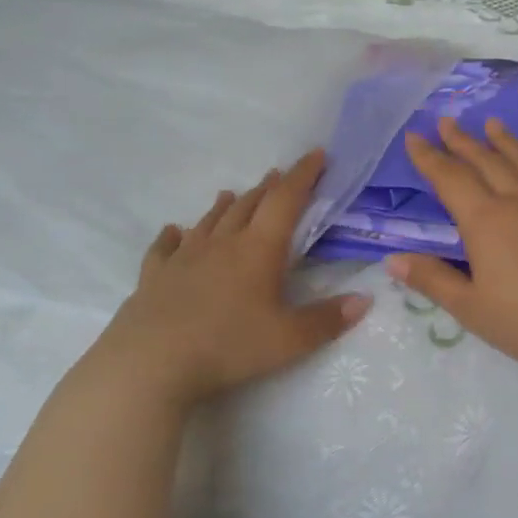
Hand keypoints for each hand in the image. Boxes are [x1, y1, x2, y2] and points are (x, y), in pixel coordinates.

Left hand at [80, 150, 370, 408]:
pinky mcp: (155, 276)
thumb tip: (365, 300)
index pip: (285, 201)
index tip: (317, 155)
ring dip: (226, 205)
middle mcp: (221, 244)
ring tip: (233, 194)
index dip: (303, 175)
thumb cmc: (228, 346)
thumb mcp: (289, 340)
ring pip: (209, 221)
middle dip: (268, 188)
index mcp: (258, 250)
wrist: (151, 363)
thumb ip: (327, 320)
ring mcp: (184, 257)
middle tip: (280, 175)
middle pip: (248, 205)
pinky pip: (165, 247)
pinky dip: (174, 235)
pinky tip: (174, 232)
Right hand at [390, 117, 517, 381]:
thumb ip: (433, 280)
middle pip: (486, 162)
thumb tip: (393, 259)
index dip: (429, 158)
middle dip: (462, 141)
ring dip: (505, 141)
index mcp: (485, 222)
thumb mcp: (472, 309)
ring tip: (491, 123)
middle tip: (446, 121)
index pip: (450, 179)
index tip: (415, 137)